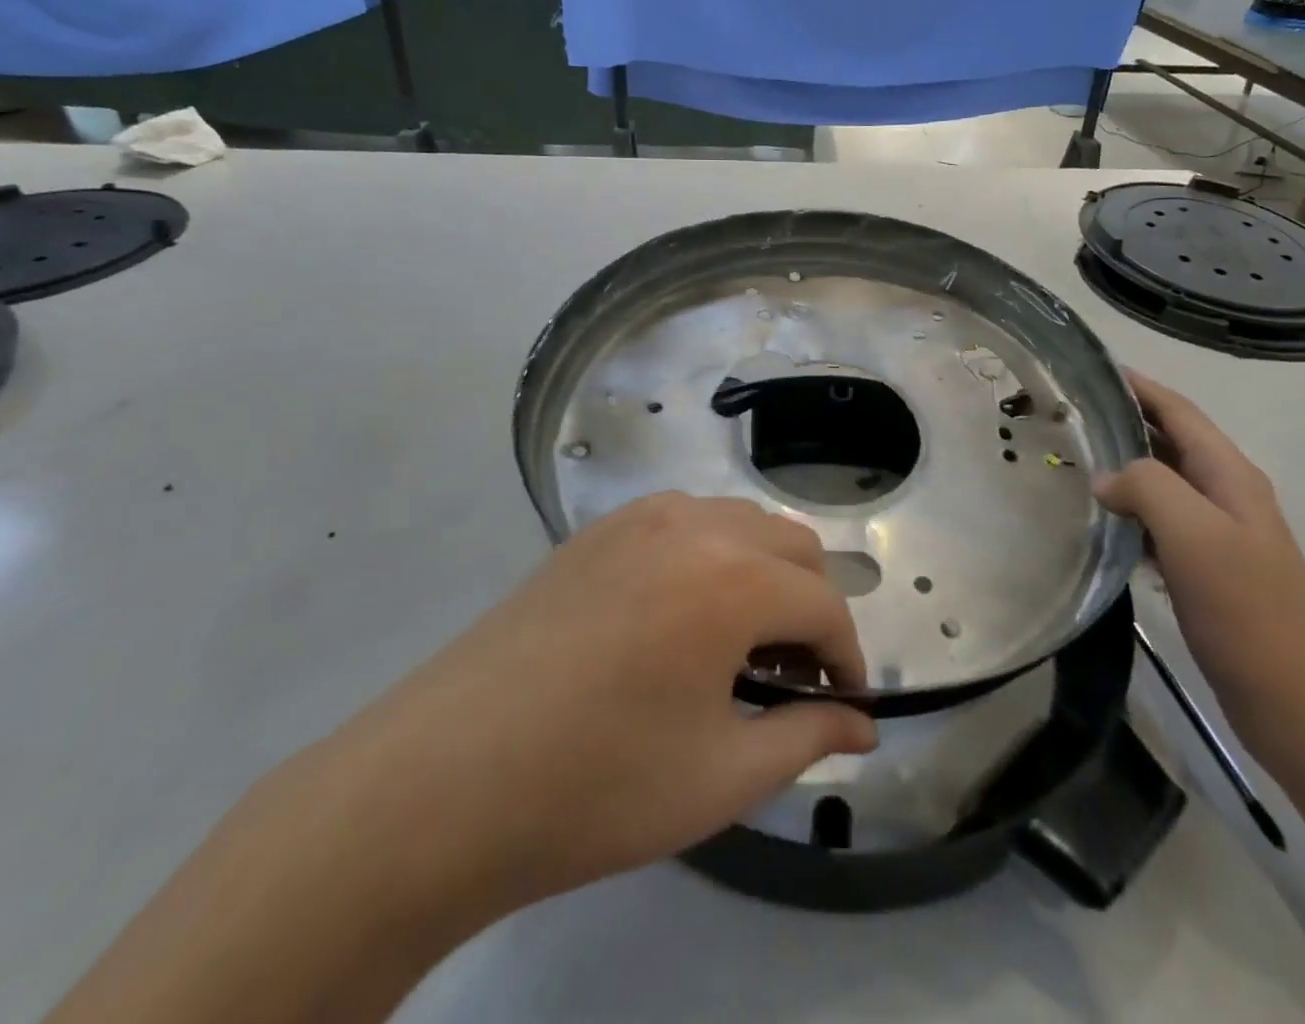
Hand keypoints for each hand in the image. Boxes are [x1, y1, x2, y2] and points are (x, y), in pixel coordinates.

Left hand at [285, 492, 877, 938]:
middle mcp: (693, 524)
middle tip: (792, 678)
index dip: (846, 658)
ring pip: (739, 524)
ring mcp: (639, 517)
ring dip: (763, 575)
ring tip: (737, 648)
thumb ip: (807, 737)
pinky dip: (711, 557)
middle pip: (792, 545)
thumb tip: (862, 725)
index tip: (842, 706)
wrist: (441, 780)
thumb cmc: (596, 786)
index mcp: (732, 578)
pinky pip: (685, 522)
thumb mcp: (721, 776)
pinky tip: (679, 618)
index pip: (824, 606)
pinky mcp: (597, 530)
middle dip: (810, 607)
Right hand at [1094, 372, 1304, 766]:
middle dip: (1126, 420)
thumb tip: (1105, 479)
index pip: (1179, 411)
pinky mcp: (1207, 570)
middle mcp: (1226, 495)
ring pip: (1163, 481)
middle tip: (1070, 413)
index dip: (1139, 386)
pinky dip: (1130, 509)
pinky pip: (1160, 521)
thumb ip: (1148, 487)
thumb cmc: (1249, 611)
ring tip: (1075, 458)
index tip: (1093, 368)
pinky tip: (1101, 520)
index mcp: (1229, 475)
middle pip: (1171, 440)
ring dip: (1124, 464)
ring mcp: (1219, 535)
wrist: (1300, 703)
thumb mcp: (1195, 535)